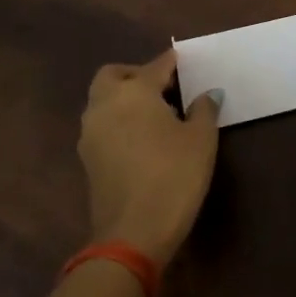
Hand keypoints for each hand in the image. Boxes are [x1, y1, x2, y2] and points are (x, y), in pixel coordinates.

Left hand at [78, 49, 219, 264]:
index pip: (156, 66)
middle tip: (163, 87)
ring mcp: (91, 133)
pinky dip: (118, 121)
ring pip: (103, 101)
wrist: (132, 235)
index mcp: (134, 92)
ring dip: (124, 99)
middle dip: (136, 75)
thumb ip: (204, 109)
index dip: (172, 62)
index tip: (185, 61)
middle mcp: (105, 105)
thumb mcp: (201, 140)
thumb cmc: (173, 176)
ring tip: (156, 114)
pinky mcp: (87, 159)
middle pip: (114, 75)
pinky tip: (143, 138)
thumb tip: (208, 94)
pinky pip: (102, 125)